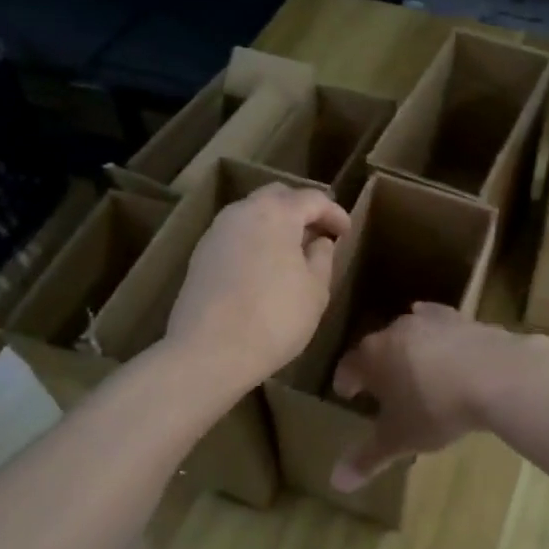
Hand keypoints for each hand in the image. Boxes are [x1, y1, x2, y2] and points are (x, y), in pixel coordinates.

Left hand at [165, 183, 349, 392]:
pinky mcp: (200, 256)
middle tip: (319, 233)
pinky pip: (236, 236)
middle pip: (277, 197)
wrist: (209, 351)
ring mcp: (216, 232)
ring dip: (276, 225)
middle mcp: (242, 212)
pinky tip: (265, 268)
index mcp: (276, 213)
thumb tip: (319, 242)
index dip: (334, 213)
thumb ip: (322, 258)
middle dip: (301, 210)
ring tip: (293, 252)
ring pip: (252, 215)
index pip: (312, 199)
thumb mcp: (315, 290)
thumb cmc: (275, 318)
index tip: (347, 232)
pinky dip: (255, 241)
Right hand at [330, 304, 529, 491]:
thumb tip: (337, 483)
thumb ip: (367, 459)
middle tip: (380, 385)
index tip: (347, 394)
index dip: (345, 381)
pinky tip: (444, 341)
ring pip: (409, 333)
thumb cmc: (436, 408)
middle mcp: (395, 331)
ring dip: (407, 349)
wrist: (495, 375)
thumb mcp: (399, 439)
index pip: (348, 366)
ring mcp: (430, 321)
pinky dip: (438, 335)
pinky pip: (441, 324)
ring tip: (413, 368)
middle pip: (377, 346)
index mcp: (372, 356)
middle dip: (376, 365)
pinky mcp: (462, 319)